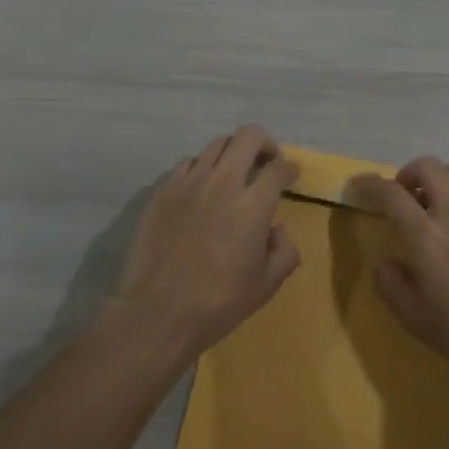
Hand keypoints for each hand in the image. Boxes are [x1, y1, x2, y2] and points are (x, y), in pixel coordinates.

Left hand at [112, 126, 299, 362]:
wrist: (158, 312)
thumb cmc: (218, 303)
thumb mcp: (266, 285)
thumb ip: (284, 252)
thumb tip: (276, 230)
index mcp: (253, 205)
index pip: (278, 167)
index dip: (289, 168)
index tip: (290, 175)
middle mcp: (223, 183)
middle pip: (248, 137)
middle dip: (264, 143)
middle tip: (266, 161)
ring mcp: (189, 182)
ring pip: (216, 144)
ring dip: (232, 153)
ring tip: (233, 173)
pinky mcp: (163, 190)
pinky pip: (187, 163)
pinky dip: (201, 167)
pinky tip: (201, 188)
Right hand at [351, 158, 448, 388]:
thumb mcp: (415, 319)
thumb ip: (391, 285)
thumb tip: (384, 262)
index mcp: (425, 236)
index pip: (391, 193)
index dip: (369, 184)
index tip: (358, 185)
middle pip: (427, 166)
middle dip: (406, 174)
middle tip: (401, 196)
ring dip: (436, 178)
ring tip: (431, 203)